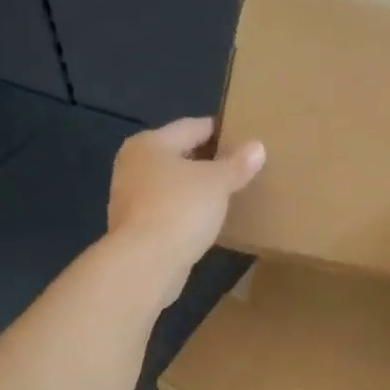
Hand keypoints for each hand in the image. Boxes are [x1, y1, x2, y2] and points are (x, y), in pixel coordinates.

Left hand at [109, 117, 264, 294]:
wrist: (145, 263)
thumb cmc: (180, 209)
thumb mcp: (217, 182)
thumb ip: (238, 164)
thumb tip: (257, 147)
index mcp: (150, 143)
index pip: (193, 127)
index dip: (221, 130)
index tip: (247, 138)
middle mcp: (134, 164)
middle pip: (180, 155)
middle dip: (210, 161)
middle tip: (242, 167)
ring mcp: (131, 198)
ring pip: (173, 184)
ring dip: (198, 188)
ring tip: (230, 193)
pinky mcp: (135, 227)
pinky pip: (169, 209)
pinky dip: (187, 210)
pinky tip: (209, 219)